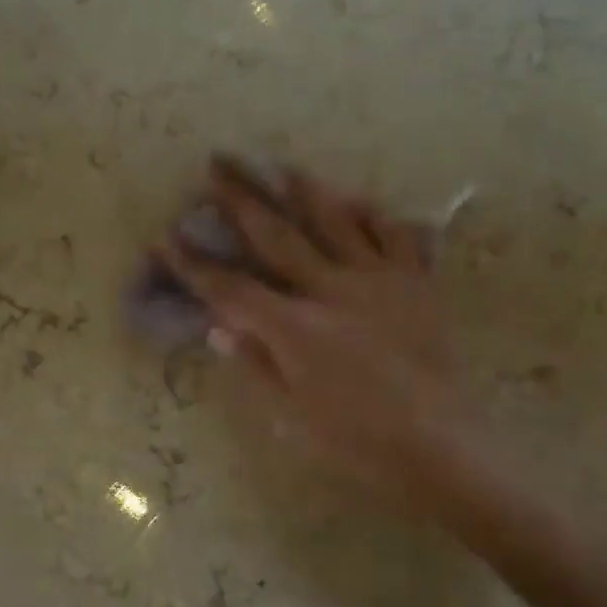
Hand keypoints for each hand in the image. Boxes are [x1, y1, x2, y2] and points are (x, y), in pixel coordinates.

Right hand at [159, 159, 484, 508]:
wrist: (438, 443)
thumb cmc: (357, 440)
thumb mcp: (294, 414)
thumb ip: (257, 364)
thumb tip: (220, 329)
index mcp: (296, 329)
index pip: (233, 289)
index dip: (196, 265)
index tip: (167, 237)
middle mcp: (332, 290)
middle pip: (278, 236)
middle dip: (242, 199)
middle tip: (219, 163)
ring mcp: (378, 280)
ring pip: (336, 221)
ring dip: (305, 190)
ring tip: (282, 165)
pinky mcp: (416, 283)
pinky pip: (394, 236)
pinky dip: (374, 215)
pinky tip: (358, 201)